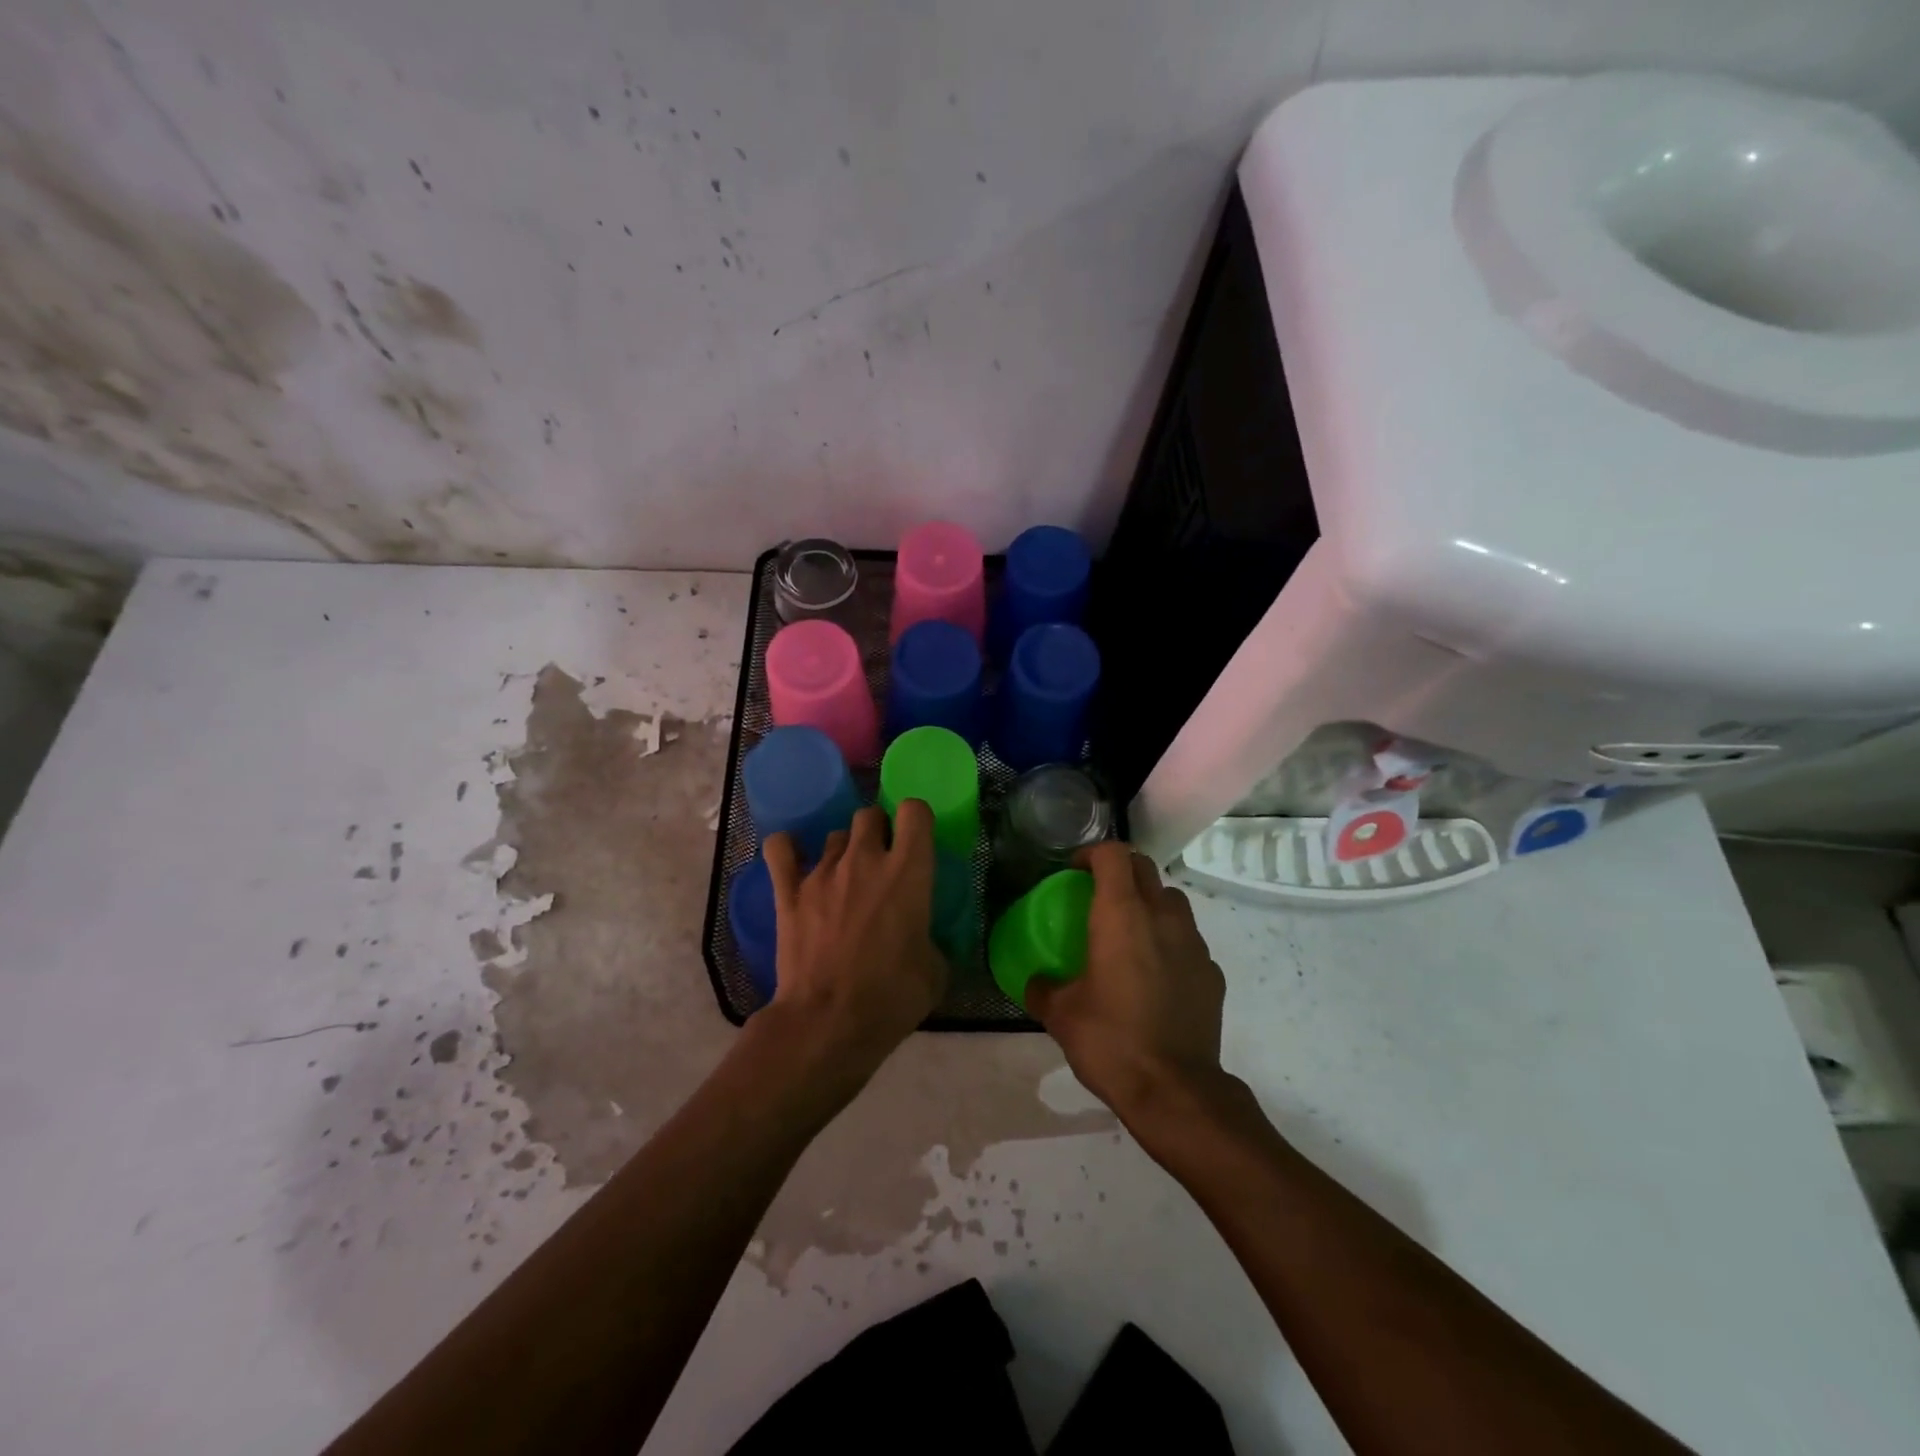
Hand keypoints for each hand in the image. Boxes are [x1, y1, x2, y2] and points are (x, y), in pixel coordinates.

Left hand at [762, 802, 948, 1093]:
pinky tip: (795, 861)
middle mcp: (865, 859)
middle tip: (882, 864)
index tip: (917, 843)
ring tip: (844, 880)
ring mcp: (822, 872)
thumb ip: (929, 938)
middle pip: (870, 814)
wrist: (827, 1023)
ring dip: (844, 851)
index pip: (914, 811)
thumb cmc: (891, 998)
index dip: (916, 821)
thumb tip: (919, 937)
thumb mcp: (934, 971)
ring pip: (835, 834)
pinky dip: (789, 849)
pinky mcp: (788, 892)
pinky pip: (781, 849)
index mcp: (908, 872)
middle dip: (879, 831)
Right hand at [1025, 841, 1229, 1124]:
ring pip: (1172, 900)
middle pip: (1145, 868)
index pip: (1114, 854)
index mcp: (1121, 915)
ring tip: (1130, 932)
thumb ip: (1043, 989)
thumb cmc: (1111, 1041)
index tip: (1074, 871)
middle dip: (1120, 871)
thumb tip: (1036, 983)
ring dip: (1149, 903)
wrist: (1175, 1090)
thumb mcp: (1061, 1015)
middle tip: (1098, 896)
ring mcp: (1193, 944)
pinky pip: (1188, 940)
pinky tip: (1156, 975)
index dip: (1092, 853)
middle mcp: (1162, 917)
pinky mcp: (1212, 972)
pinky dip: (1170, 942)